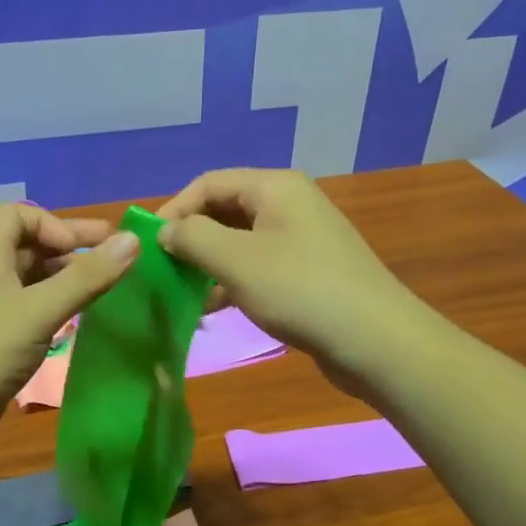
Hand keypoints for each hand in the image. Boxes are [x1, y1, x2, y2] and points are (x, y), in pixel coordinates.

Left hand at [0, 205, 138, 460]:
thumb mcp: (39, 311)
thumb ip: (87, 277)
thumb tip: (134, 239)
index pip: (16, 215)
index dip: (51, 223)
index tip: (82, 250)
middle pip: (29, 247)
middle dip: (72, 248)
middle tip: (118, 257)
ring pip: (32, 283)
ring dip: (67, 279)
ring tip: (104, 291)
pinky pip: (31, 313)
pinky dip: (56, 309)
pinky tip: (76, 325)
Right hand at [157, 168, 418, 392]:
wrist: (376, 341)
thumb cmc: (300, 290)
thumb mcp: (236, 261)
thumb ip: (193, 238)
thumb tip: (167, 231)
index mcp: (275, 187)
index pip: (209, 183)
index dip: (175, 209)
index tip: (149, 244)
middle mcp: (289, 204)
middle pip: (225, 210)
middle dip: (191, 237)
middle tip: (163, 268)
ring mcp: (301, 239)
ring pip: (240, 241)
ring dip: (209, 263)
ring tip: (181, 291)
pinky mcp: (308, 272)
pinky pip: (258, 266)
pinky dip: (232, 281)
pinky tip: (212, 308)